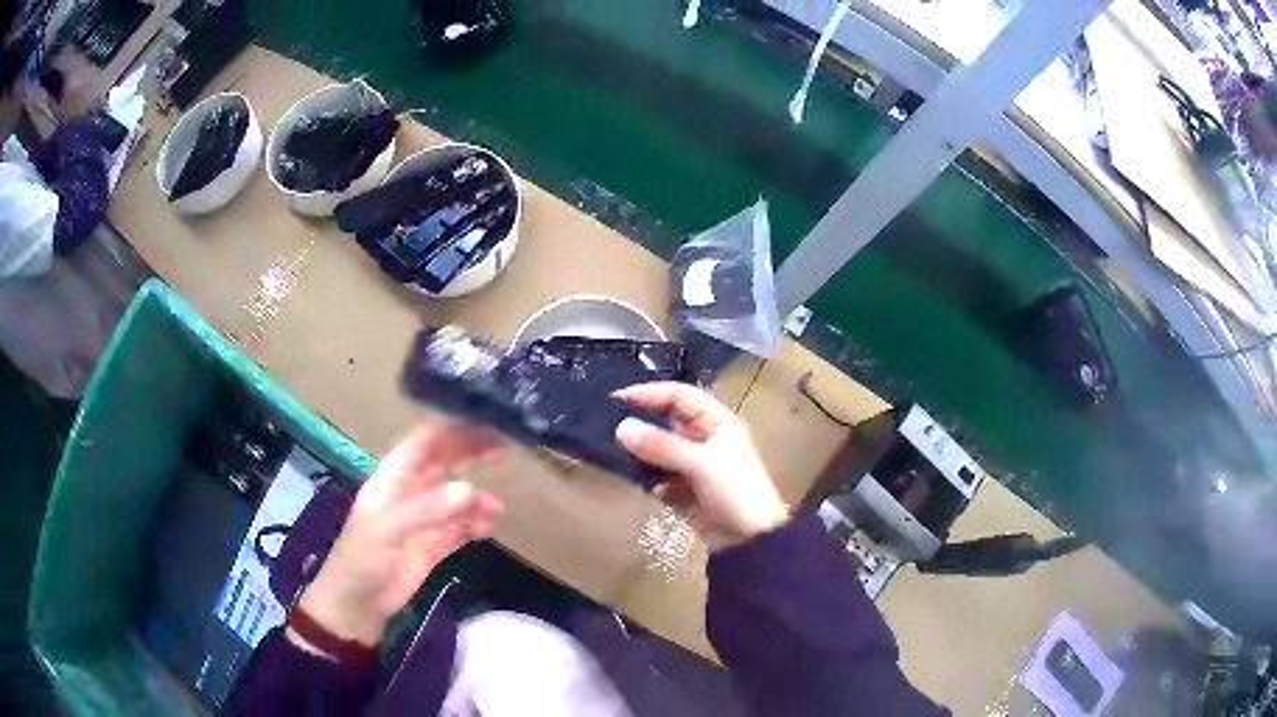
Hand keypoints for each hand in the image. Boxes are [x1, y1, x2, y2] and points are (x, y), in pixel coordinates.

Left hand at [298, 423, 503, 647]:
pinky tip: (486, 530)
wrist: (356, 606)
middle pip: (443, 462)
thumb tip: (470, 489)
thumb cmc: (362, 560)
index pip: (425, 441)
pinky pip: (458, 528)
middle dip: (470, 453)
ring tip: (496, 507)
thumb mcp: (387, 531)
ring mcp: (422, 520)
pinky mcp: (431, 546)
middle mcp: (409, 492)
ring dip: (476, 498)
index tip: (486, 424)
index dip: (453, 429)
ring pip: (454, 497)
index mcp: (392, 478)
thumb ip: (426, 510)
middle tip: (503, 449)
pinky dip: (474, 526)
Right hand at [614, 382, 788, 549]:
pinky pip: (663, 479)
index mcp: (717, 422)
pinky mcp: (688, 493)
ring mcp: (697, 467)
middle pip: (668, 423)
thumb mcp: (699, 462)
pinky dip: (653, 482)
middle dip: (642, 425)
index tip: (617, 399)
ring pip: (662, 452)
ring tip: (618, 456)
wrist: (753, 539)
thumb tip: (621, 427)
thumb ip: (660, 445)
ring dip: (644, 455)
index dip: (650, 393)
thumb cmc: (735, 489)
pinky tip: (647, 487)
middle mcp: (706, 440)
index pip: (680, 396)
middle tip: (608, 427)